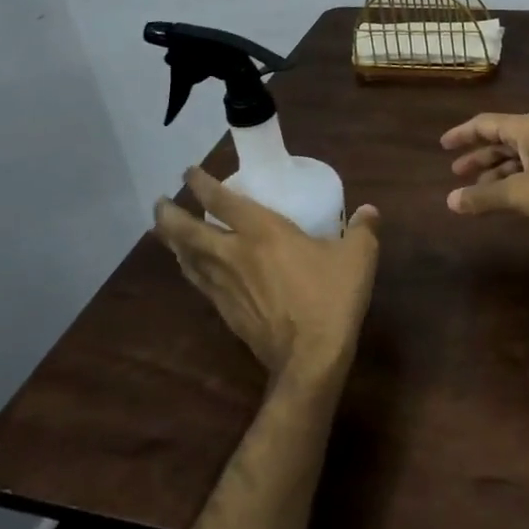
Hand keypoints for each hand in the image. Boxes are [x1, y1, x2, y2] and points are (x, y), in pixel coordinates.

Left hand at [154, 167, 380, 385]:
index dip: (201, 182)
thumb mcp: (358, 257)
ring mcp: (226, 285)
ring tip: (165, 232)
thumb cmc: (331, 298)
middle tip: (159, 203)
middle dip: (169, 215)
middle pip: (188, 230)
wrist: (310, 357)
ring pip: (187, 258)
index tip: (188, 172)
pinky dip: (189, 268)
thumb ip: (363, 229)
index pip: (222, 200)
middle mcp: (234, 254)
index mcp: (262, 232)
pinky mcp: (226, 312)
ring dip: (172, 242)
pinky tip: (191, 269)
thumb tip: (369, 211)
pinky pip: (199, 282)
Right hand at [442, 113, 528, 222]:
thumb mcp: (520, 194)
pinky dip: (518, 178)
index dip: (462, 135)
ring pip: (520, 155)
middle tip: (458, 173)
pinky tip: (516, 195)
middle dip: (479, 157)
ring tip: (482, 191)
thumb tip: (450, 201)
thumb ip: (484, 197)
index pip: (484, 124)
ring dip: (499, 170)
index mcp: (525, 128)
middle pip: (502, 139)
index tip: (443, 146)